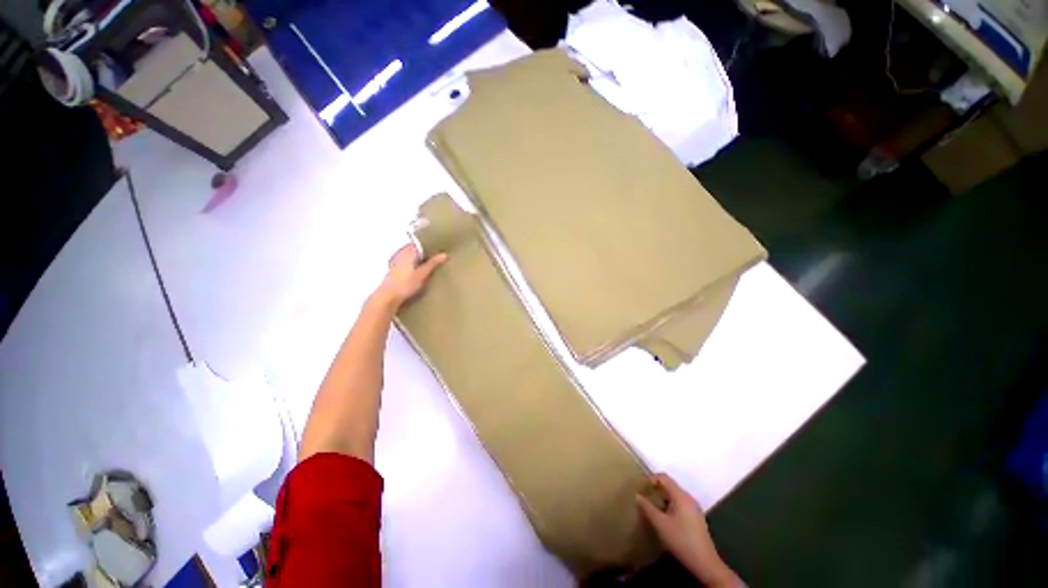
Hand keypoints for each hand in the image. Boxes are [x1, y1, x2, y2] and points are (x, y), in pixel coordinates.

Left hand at [375, 244, 447, 307]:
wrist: (388, 297)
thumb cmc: (406, 284)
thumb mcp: (422, 274)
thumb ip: (433, 263)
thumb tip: (445, 254)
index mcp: (407, 251)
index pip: (420, 242)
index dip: (430, 244)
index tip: (440, 247)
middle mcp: (400, 253)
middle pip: (415, 249)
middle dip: (425, 251)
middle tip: (439, 256)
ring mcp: (396, 261)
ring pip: (411, 256)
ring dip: (420, 258)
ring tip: (432, 264)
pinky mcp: (394, 270)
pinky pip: (407, 262)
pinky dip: (414, 264)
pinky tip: (420, 271)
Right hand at [637, 474, 738, 586]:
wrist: (705, 563)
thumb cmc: (681, 540)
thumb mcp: (660, 524)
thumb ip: (648, 508)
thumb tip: (638, 496)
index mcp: (681, 496)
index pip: (664, 478)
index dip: (651, 478)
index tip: (642, 487)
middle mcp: (689, 498)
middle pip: (670, 486)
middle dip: (657, 489)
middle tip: (645, 497)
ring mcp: (694, 509)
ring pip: (675, 496)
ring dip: (663, 499)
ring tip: (653, 508)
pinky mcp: (696, 518)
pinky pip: (680, 505)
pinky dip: (670, 506)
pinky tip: (665, 518)